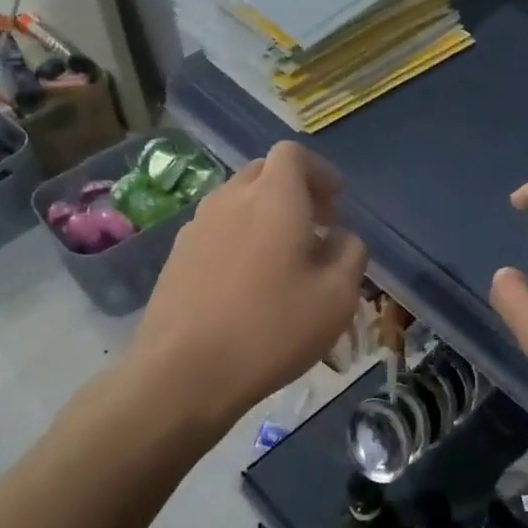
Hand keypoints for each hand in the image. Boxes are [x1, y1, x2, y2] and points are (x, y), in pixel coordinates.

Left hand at [131, 142, 368, 424]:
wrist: (184, 372)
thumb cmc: (272, 329)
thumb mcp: (337, 297)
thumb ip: (350, 254)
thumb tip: (341, 237)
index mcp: (274, 198)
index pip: (293, 155)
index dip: (319, 171)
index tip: (336, 202)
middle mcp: (231, 199)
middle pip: (263, 173)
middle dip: (294, 190)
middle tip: (316, 227)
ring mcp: (197, 227)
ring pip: (237, 201)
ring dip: (265, 215)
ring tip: (284, 258)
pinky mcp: (177, 256)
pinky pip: (217, 230)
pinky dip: (240, 238)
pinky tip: (248, 283)